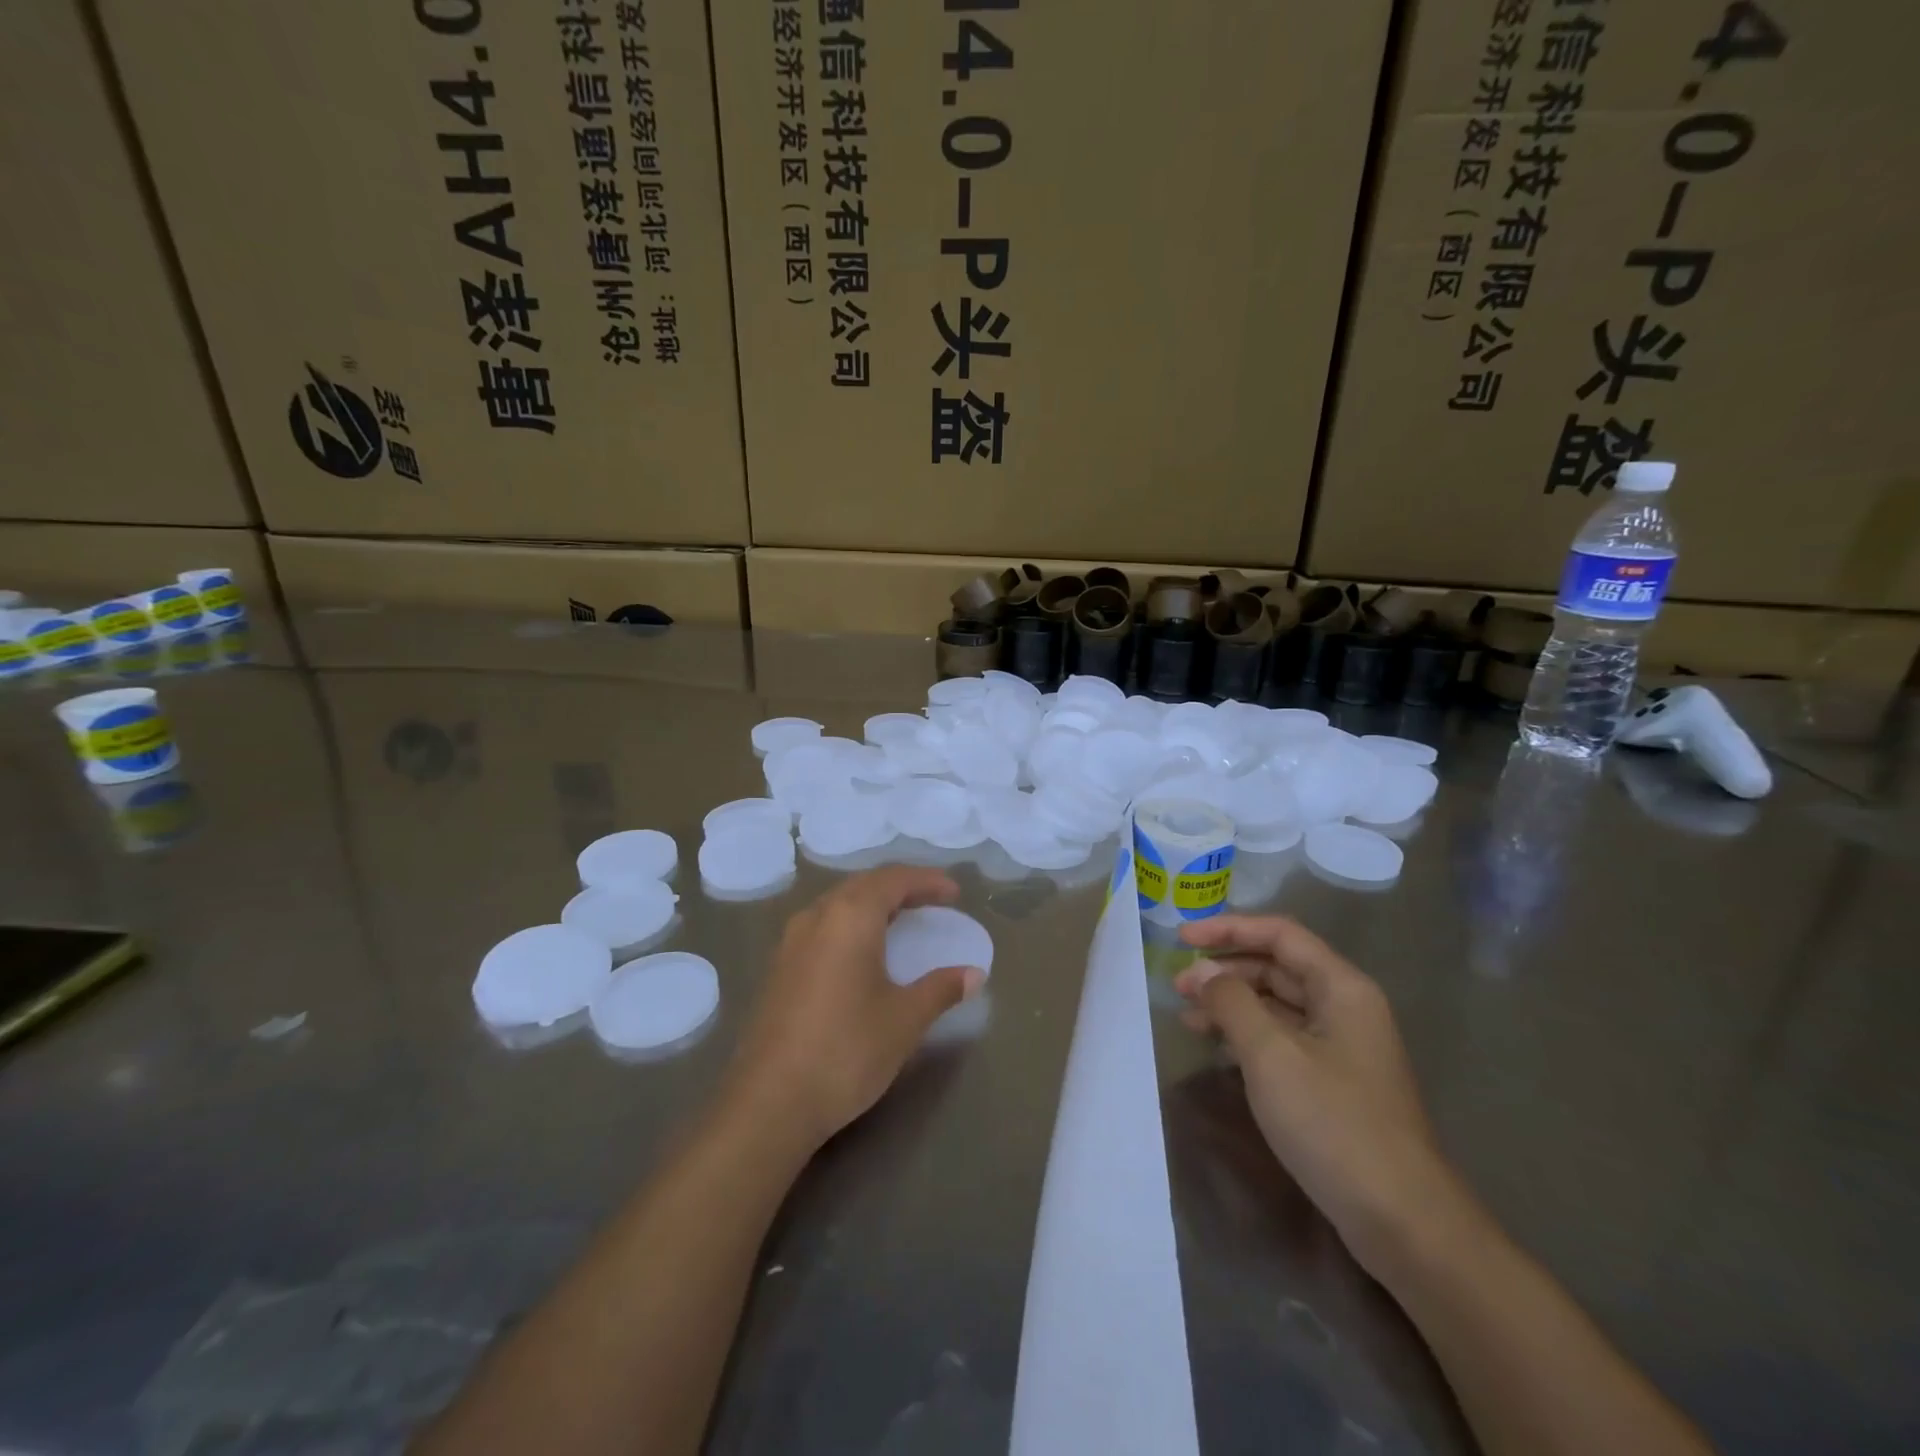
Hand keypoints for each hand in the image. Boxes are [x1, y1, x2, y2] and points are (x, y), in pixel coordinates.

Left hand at [725, 868, 986, 1155]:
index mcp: (850, 916)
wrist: (769, 1103)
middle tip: (933, 902)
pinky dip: (851, 924)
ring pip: (839, 903)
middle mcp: (816, 916)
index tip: (955, 893)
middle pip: (864, 884)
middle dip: (901, 887)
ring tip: (901, 922)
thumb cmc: (846, 1051)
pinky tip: (862, 952)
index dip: (928, 881)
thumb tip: (974, 974)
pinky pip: (823, 926)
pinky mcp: (779, 967)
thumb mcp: (904, 1020)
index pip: (894, 879)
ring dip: (873, 904)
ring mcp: (791, 941)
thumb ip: (941, 989)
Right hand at [1174, 915, 1460, 1277]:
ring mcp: (1341, 1047)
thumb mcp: (1271, 1054)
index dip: (1228, 928)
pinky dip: (1246, 1034)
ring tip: (1187, 1016)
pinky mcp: (1333, 1081)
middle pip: (1277, 966)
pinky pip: (1282, 1038)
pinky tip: (1217, 1048)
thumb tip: (1202, 972)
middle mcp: (1345, 1007)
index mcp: (1341, 987)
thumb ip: (1231, 1002)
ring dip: (1231, 1003)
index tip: (1182, 940)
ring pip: (1277, 1004)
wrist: (1401, 1221)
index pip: (1280, 934)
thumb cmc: (1334, 1123)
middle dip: (1225, 969)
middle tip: (1177, 986)